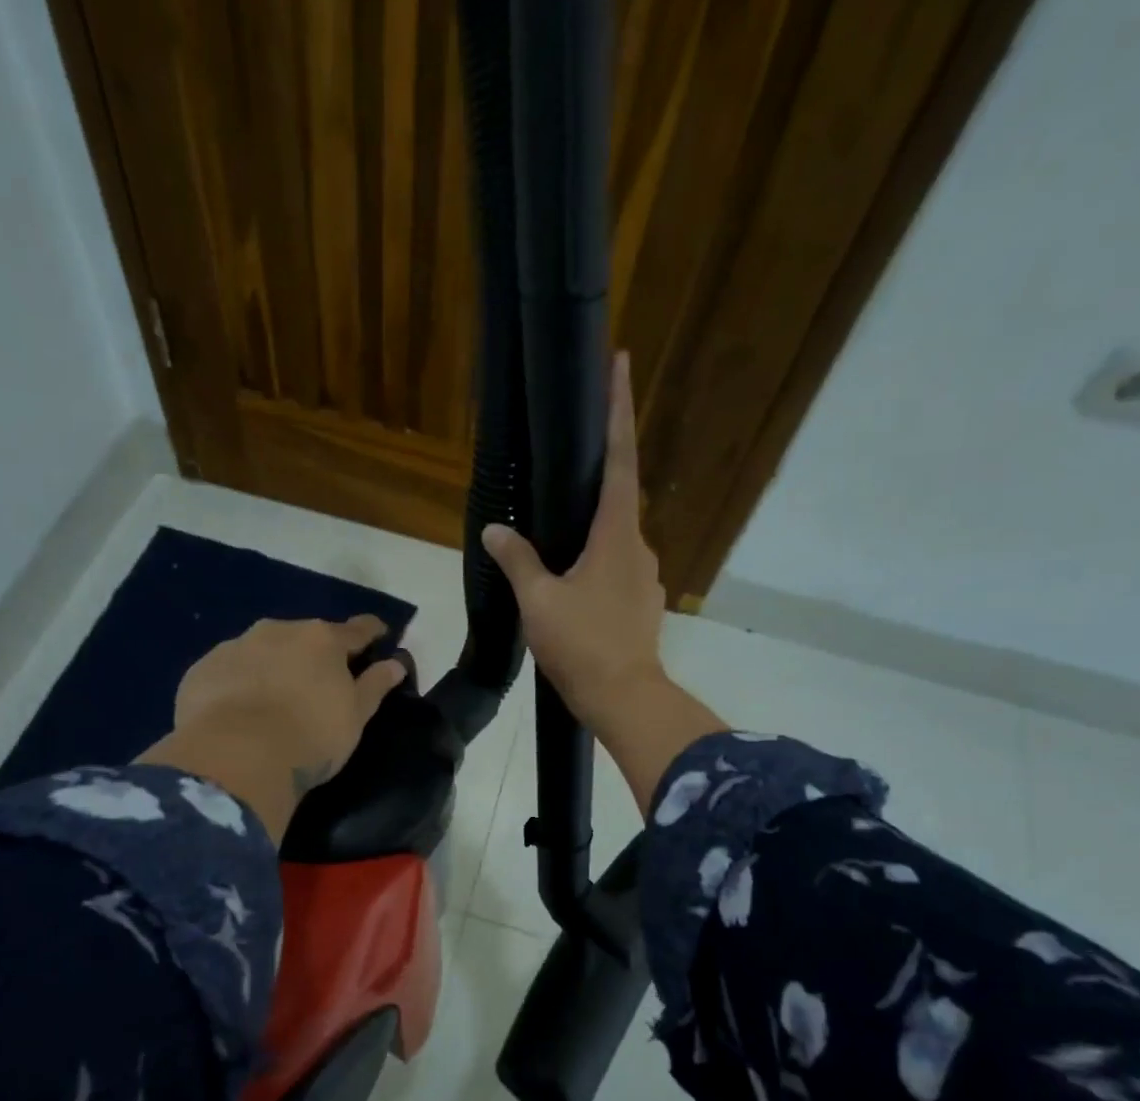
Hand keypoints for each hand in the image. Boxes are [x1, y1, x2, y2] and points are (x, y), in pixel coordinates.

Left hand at [138, 616, 406, 841]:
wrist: (236, 756)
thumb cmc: (310, 736)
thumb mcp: (355, 716)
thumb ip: (375, 685)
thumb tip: (396, 663)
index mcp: (322, 639)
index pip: (357, 629)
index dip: (372, 633)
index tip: (379, 637)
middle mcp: (278, 630)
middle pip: (305, 637)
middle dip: (313, 654)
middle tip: (318, 682)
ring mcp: (235, 647)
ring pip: (262, 650)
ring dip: (272, 666)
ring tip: (272, 699)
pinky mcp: (201, 670)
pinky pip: (229, 671)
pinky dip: (238, 684)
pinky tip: (236, 712)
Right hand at [482, 352, 723, 810]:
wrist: (624, 698)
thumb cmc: (582, 644)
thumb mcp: (539, 601)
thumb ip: (518, 560)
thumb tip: (496, 529)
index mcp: (617, 534)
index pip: (620, 459)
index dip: (618, 410)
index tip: (620, 364)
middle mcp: (638, 546)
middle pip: (617, 498)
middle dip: (594, 478)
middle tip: (564, 470)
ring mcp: (644, 576)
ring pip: (614, 540)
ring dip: (589, 534)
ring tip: (556, 545)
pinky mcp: (641, 602)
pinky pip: (615, 569)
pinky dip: (593, 565)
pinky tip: (571, 585)